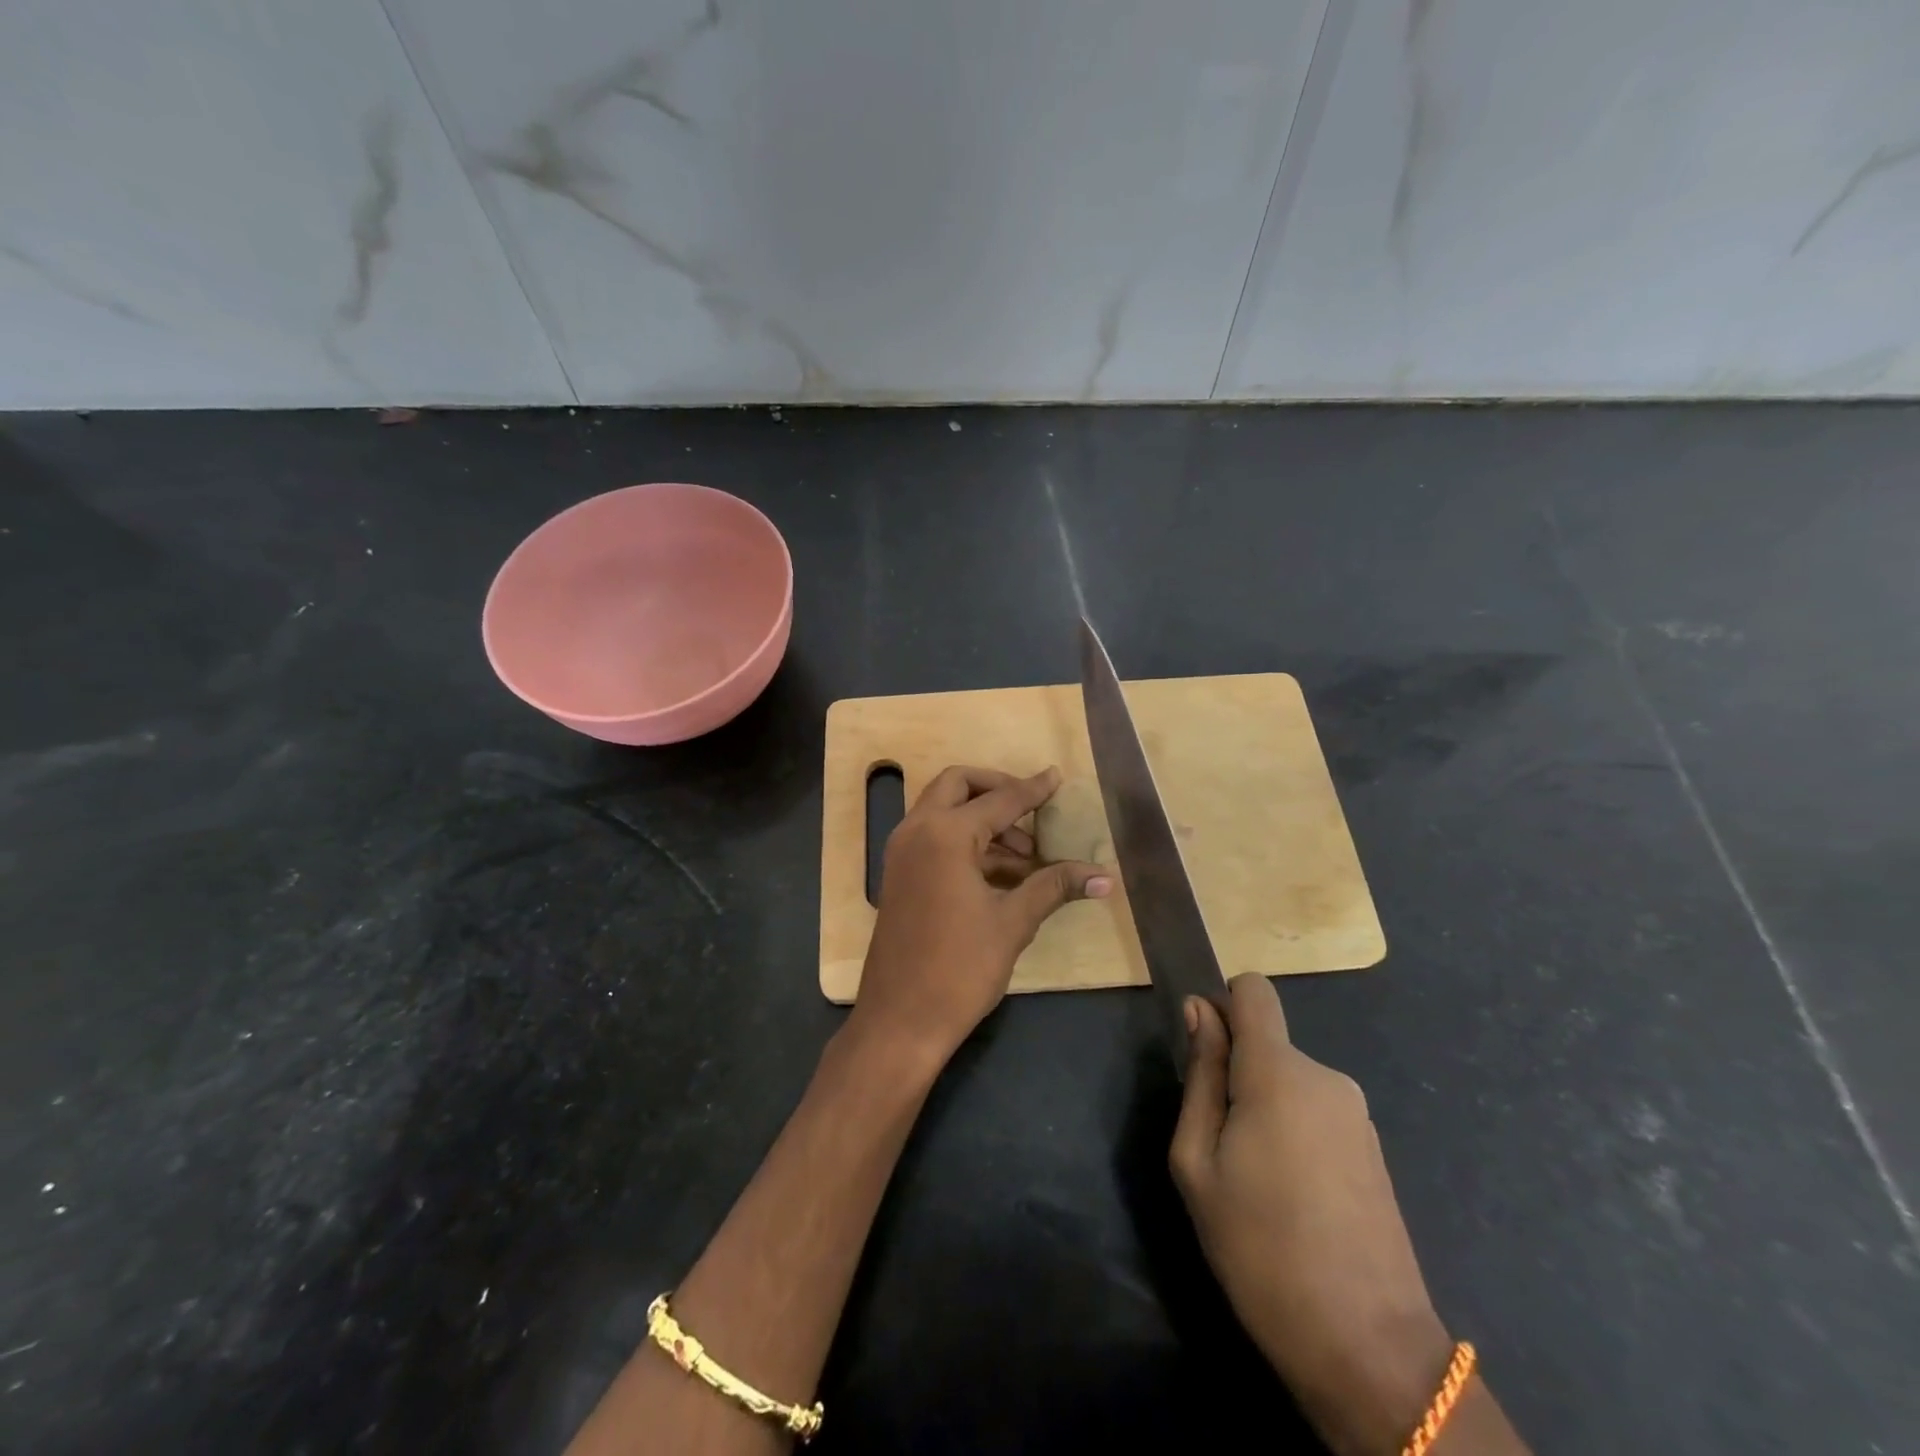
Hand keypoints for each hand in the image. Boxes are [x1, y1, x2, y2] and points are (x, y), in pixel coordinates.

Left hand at [852, 765, 1110, 1065]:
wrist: (900, 1020)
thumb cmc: (959, 968)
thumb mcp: (1012, 923)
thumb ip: (1054, 887)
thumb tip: (1104, 876)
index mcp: (945, 835)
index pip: (1000, 799)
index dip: (1033, 789)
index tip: (1056, 777)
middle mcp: (917, 831)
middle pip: (957, 785)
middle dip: (996, 789)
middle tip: (1033, 810)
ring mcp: (902, 852)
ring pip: (943, 811)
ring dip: (983, 819)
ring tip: (1027, 856)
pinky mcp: (898, 874)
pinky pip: (933, 837)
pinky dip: (965, 841)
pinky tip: (1001, 873)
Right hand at [1171, 974, 1452, 1455]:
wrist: (1368, 1349)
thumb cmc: (1260, 1249)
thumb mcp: (1197, 1162)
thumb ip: (1200, 1076)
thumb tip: (1199, 1010)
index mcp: (1278, 1071)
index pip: (1253, 990)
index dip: (1221, 1005)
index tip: (1202, 1053)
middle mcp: (1325, 1076)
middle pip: (1265, 1042)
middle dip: (1234, 1072)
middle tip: (1218, 1145)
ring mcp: (1356, 1113)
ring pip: (1288, 1080)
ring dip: (1263, 1107)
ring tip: (1254, 1180)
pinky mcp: (1372, 1148)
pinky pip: (1315, 1111)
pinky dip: (1292, 1132)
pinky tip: (1291, 1197)